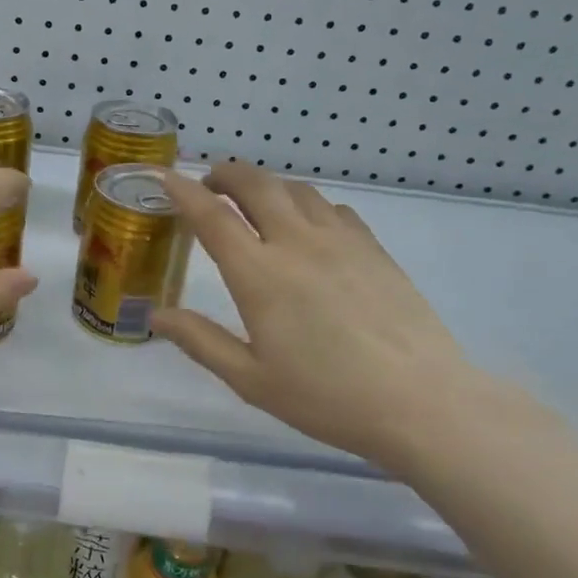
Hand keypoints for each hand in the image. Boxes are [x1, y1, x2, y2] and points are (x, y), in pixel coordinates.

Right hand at [153, 161, 480, 469]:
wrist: (420, 402)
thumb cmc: (326, 397)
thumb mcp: (250, 379)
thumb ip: (201, 341)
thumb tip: (156, 315)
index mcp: (259, 276)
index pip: (212, 217)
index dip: (183, 192)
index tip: (165, 177)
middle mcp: (297, 244)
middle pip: (257, 185)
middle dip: (226, 174)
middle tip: (208, 184)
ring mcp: (341, 241)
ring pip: (296, 190)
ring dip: (266, 186)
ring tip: (253, 202)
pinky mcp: (374, 249)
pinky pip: (333, 208)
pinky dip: (307, 204)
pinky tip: (307, 226)